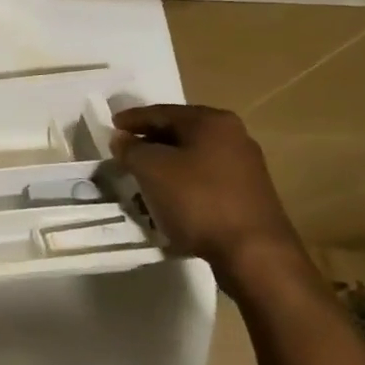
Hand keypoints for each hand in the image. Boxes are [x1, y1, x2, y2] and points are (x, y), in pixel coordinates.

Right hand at [110, 104, 306, 291]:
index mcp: (211, 122)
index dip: (132, 119)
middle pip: (179, 132)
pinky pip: (204, 178)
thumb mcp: (151, 169)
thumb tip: (122, 138)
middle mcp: (233, 136)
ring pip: (192, 156)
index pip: (161, 112)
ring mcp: (244, 166)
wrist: (253, 252)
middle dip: (148, 141)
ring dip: (164, 164)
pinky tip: (167, 197)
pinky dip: (181, 181)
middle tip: (123, 151)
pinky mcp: (247, 193)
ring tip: (141, 176)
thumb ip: (130, 148)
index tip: (111, 126)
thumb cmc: (197, 199)